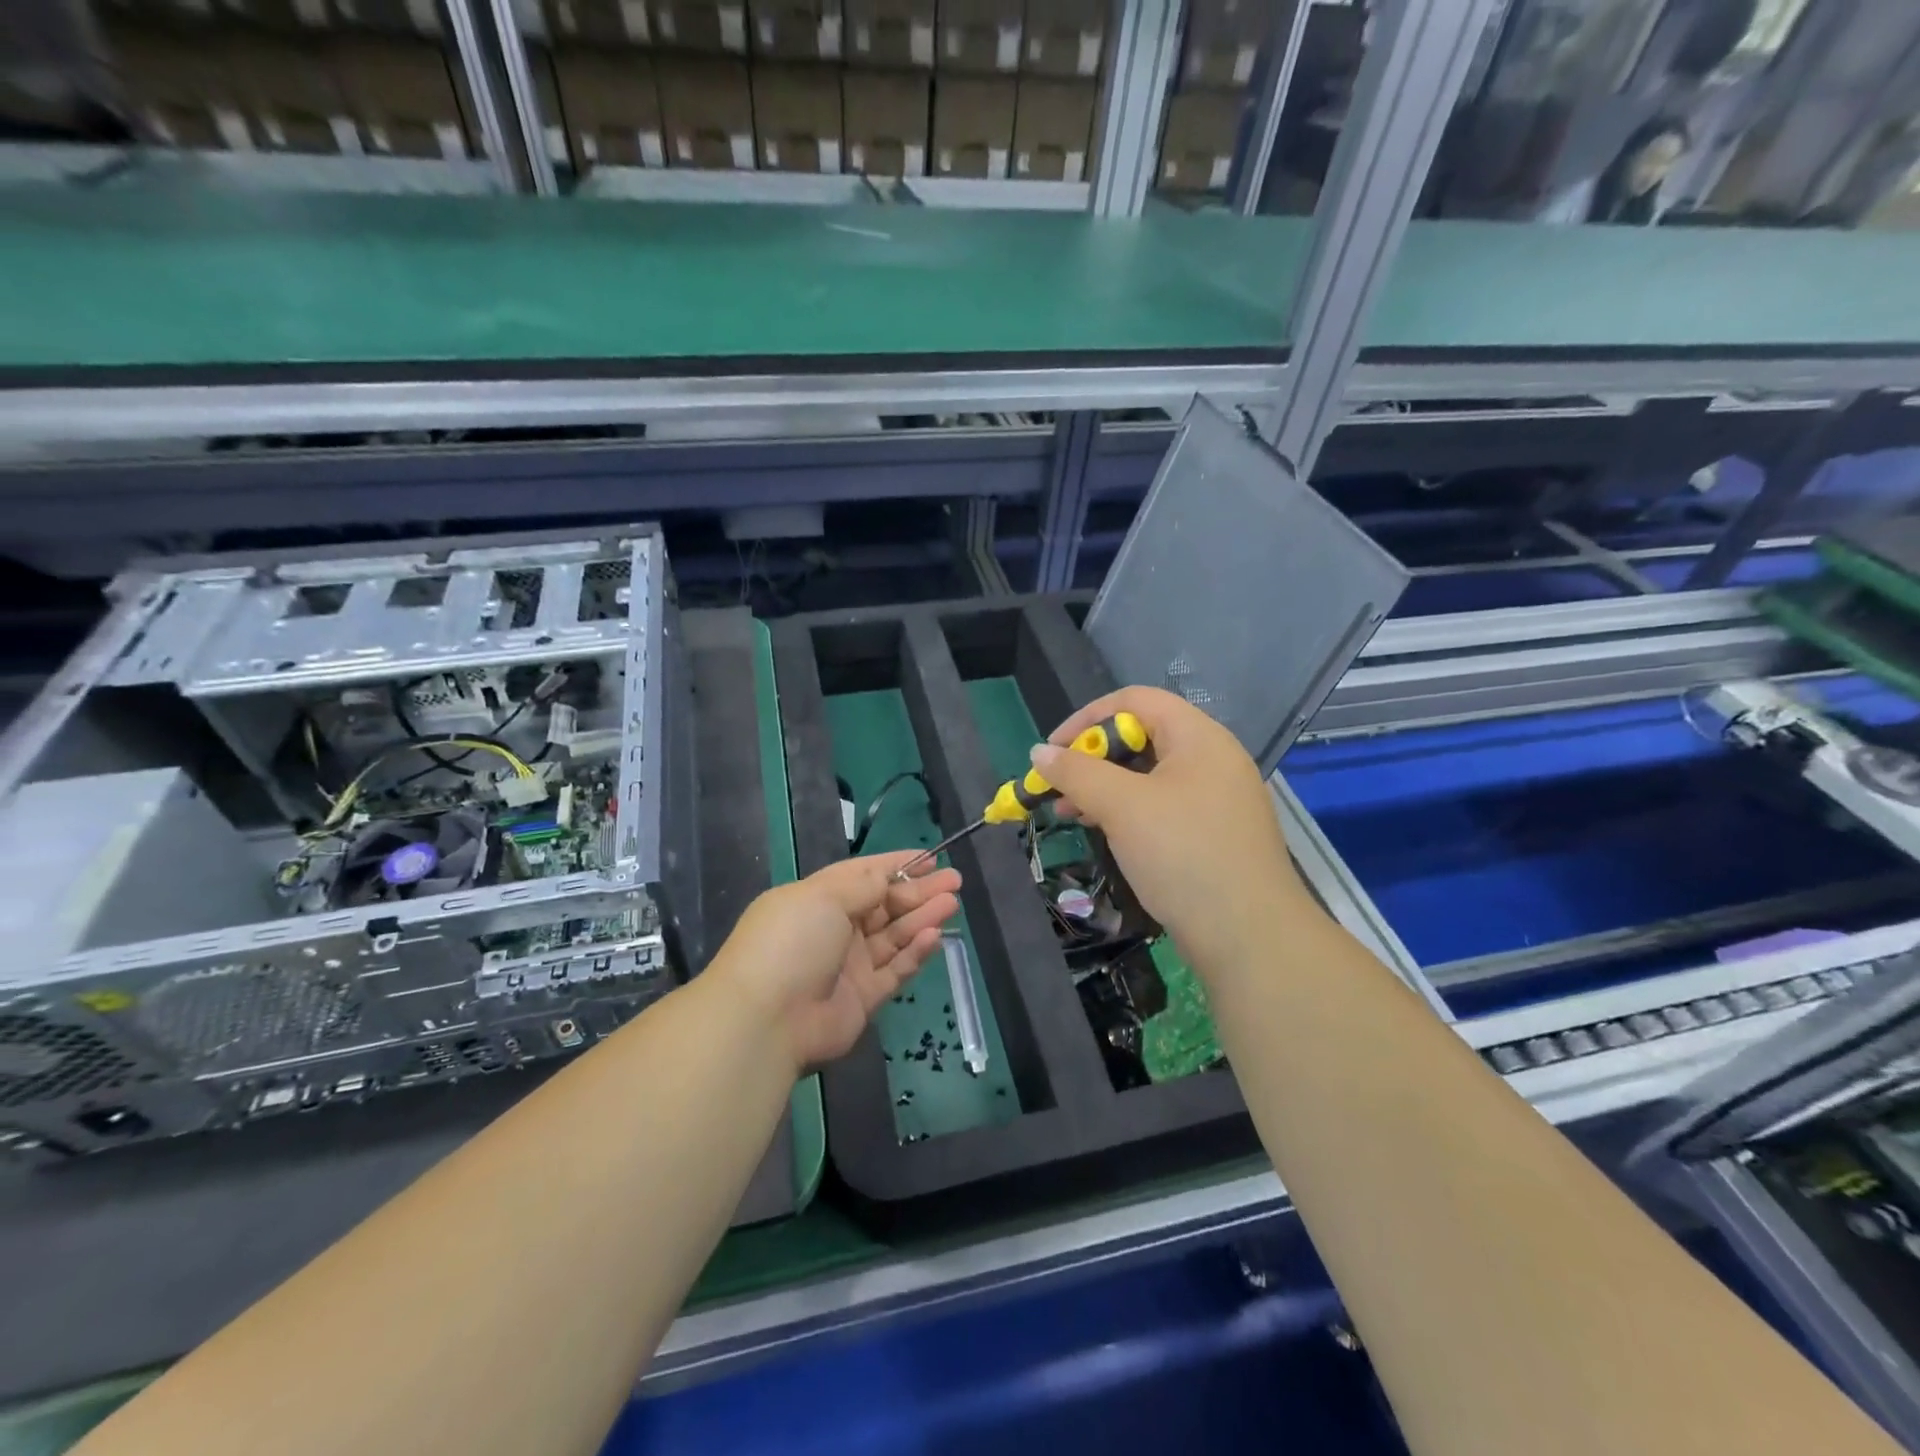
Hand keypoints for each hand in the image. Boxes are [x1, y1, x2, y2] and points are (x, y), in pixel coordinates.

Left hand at [710, 852, 961, 1073]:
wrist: (768, 1019)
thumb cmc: (792, 942)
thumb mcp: (824, 896)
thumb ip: (864, 885)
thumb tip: (888, 877)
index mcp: (817, 899)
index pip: (863, 876)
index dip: (897, 866)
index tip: (931, 859)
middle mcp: (834, 930)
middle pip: (884, 905)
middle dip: (918, 891)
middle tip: (955, 881)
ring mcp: (849, 965)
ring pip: (894, 936)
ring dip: (922, 918)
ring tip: (952, 903)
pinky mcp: (863, 999)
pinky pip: (895, 970)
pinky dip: (915, 953)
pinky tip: (934, 937)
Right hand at [1034, 687, 1307, 972]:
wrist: (1250, 936)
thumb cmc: (1184, 854)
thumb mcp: (1122, 807)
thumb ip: (1077, 772)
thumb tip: (1039, 753)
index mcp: (1199, 737)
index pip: (1135, 701)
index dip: (1087, 718)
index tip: (1053, 751)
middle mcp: (1212, 759)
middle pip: (1142, 736)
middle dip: (1092, 757)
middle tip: (1058, 787)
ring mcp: (1216, 798)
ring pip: (1149, 775)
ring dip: (1104, 787)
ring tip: (1069, 812)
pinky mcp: (1213, 833)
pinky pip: (1162, 806)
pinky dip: (1127, 811)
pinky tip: (1103, 832)